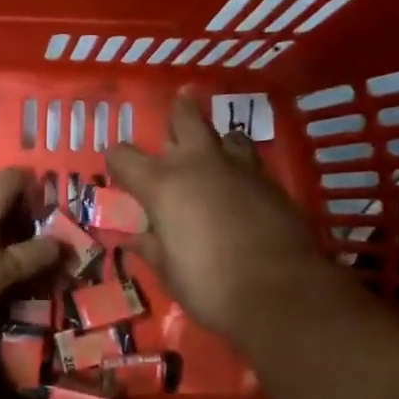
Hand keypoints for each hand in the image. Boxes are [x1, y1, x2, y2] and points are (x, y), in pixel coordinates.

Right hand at [107, 97, 348, 340]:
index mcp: (162, 185)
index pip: (124, 156)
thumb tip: (132, 237)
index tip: (117, 169)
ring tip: (213, 150)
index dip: (116, 160)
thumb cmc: (210, 285)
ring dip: (215, 140)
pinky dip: (239, 167)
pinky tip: (239, 186)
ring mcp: (240, 169)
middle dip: (178, 112)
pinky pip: (249, 161)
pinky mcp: (271, 183)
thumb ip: (149, 247)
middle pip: (185, 118)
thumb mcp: (168, 271)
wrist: (282, 293)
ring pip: (225, 134)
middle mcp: (198, 165)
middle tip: (178, 106)